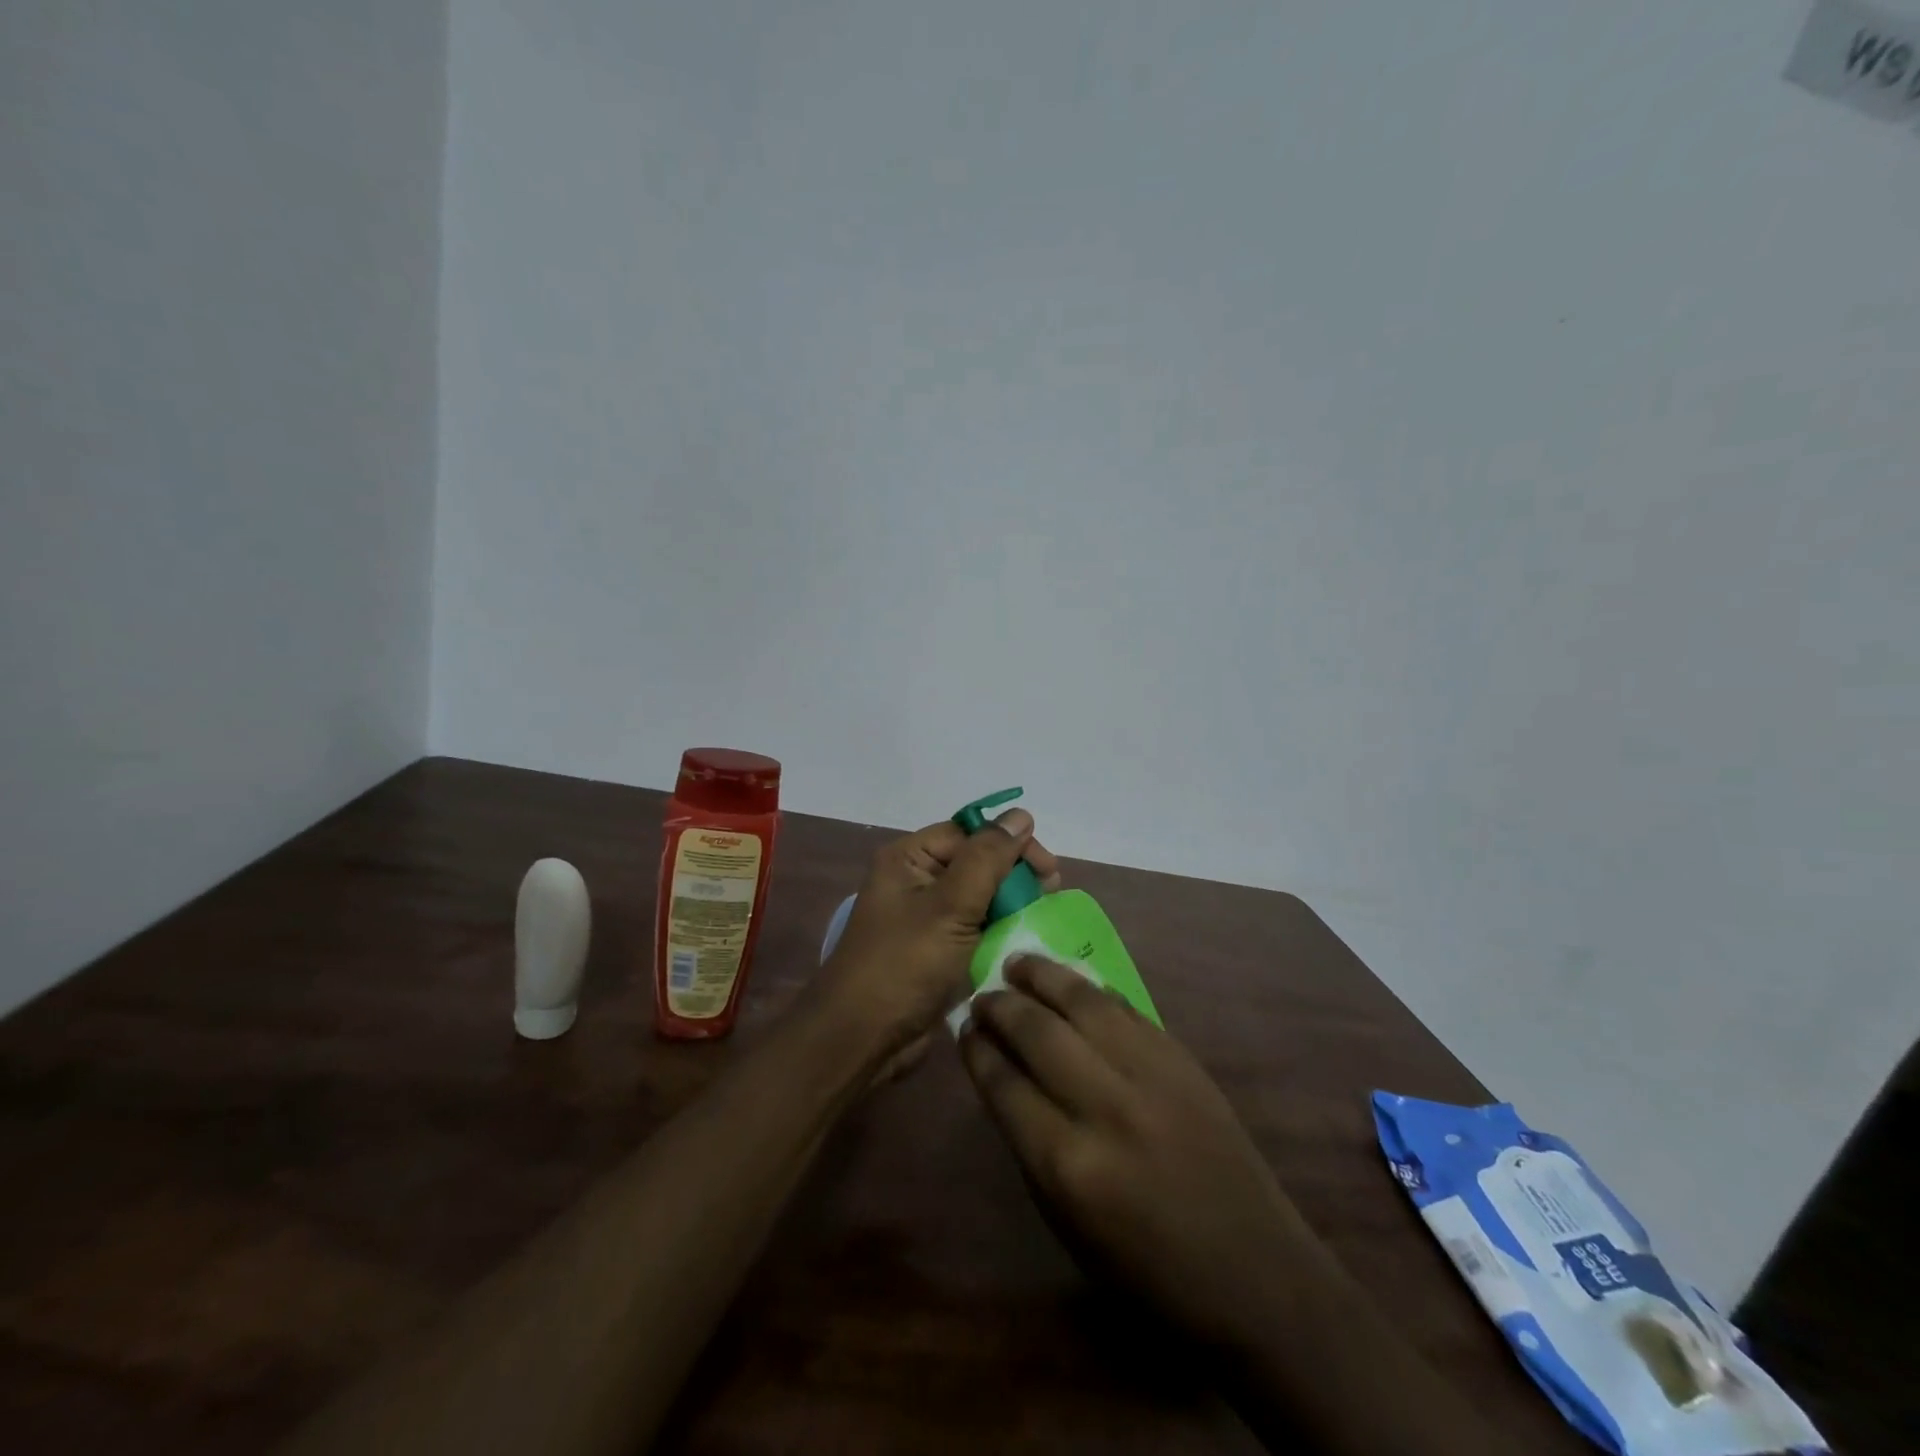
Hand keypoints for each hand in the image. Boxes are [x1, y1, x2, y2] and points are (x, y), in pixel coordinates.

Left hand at [817, 811, 1060, 1052]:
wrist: (863, 1040)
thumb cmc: (904, 964)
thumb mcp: (949, 905)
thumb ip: (988, 858)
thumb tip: (1021, 814)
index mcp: (909, 859)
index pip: (970, 833)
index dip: (1010, 843)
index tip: (1048, 868)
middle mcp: (917, 882)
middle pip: (977, 863)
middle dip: (1015, 875)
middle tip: (1051, 892)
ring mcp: (927, 919)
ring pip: (981, 898)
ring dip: (1012, 904)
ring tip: (1043, 916)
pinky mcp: (938, 952)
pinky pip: (976, 930)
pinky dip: (1001, 932)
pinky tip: (1026, 940)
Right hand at [961, 957, 1315, 1349]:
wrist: (1255, 1272)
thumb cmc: (1148, 1268)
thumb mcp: (1068, 1223)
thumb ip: (1029, 1143)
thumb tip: (1001, 1075)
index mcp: (1068, 1164)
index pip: (1004, 1084)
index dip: (977, 1050)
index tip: (964, 1030)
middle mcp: (1106, 1107)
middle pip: (1037, 1032)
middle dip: (1000, 1007)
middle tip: (982, 996)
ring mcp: (1151, 1074)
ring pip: (1082, 1003)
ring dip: (1043, 976)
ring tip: (1018, 963)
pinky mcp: (1183, 1059)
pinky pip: (1125, 1009)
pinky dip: (1091, 991)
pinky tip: (1073, 985)